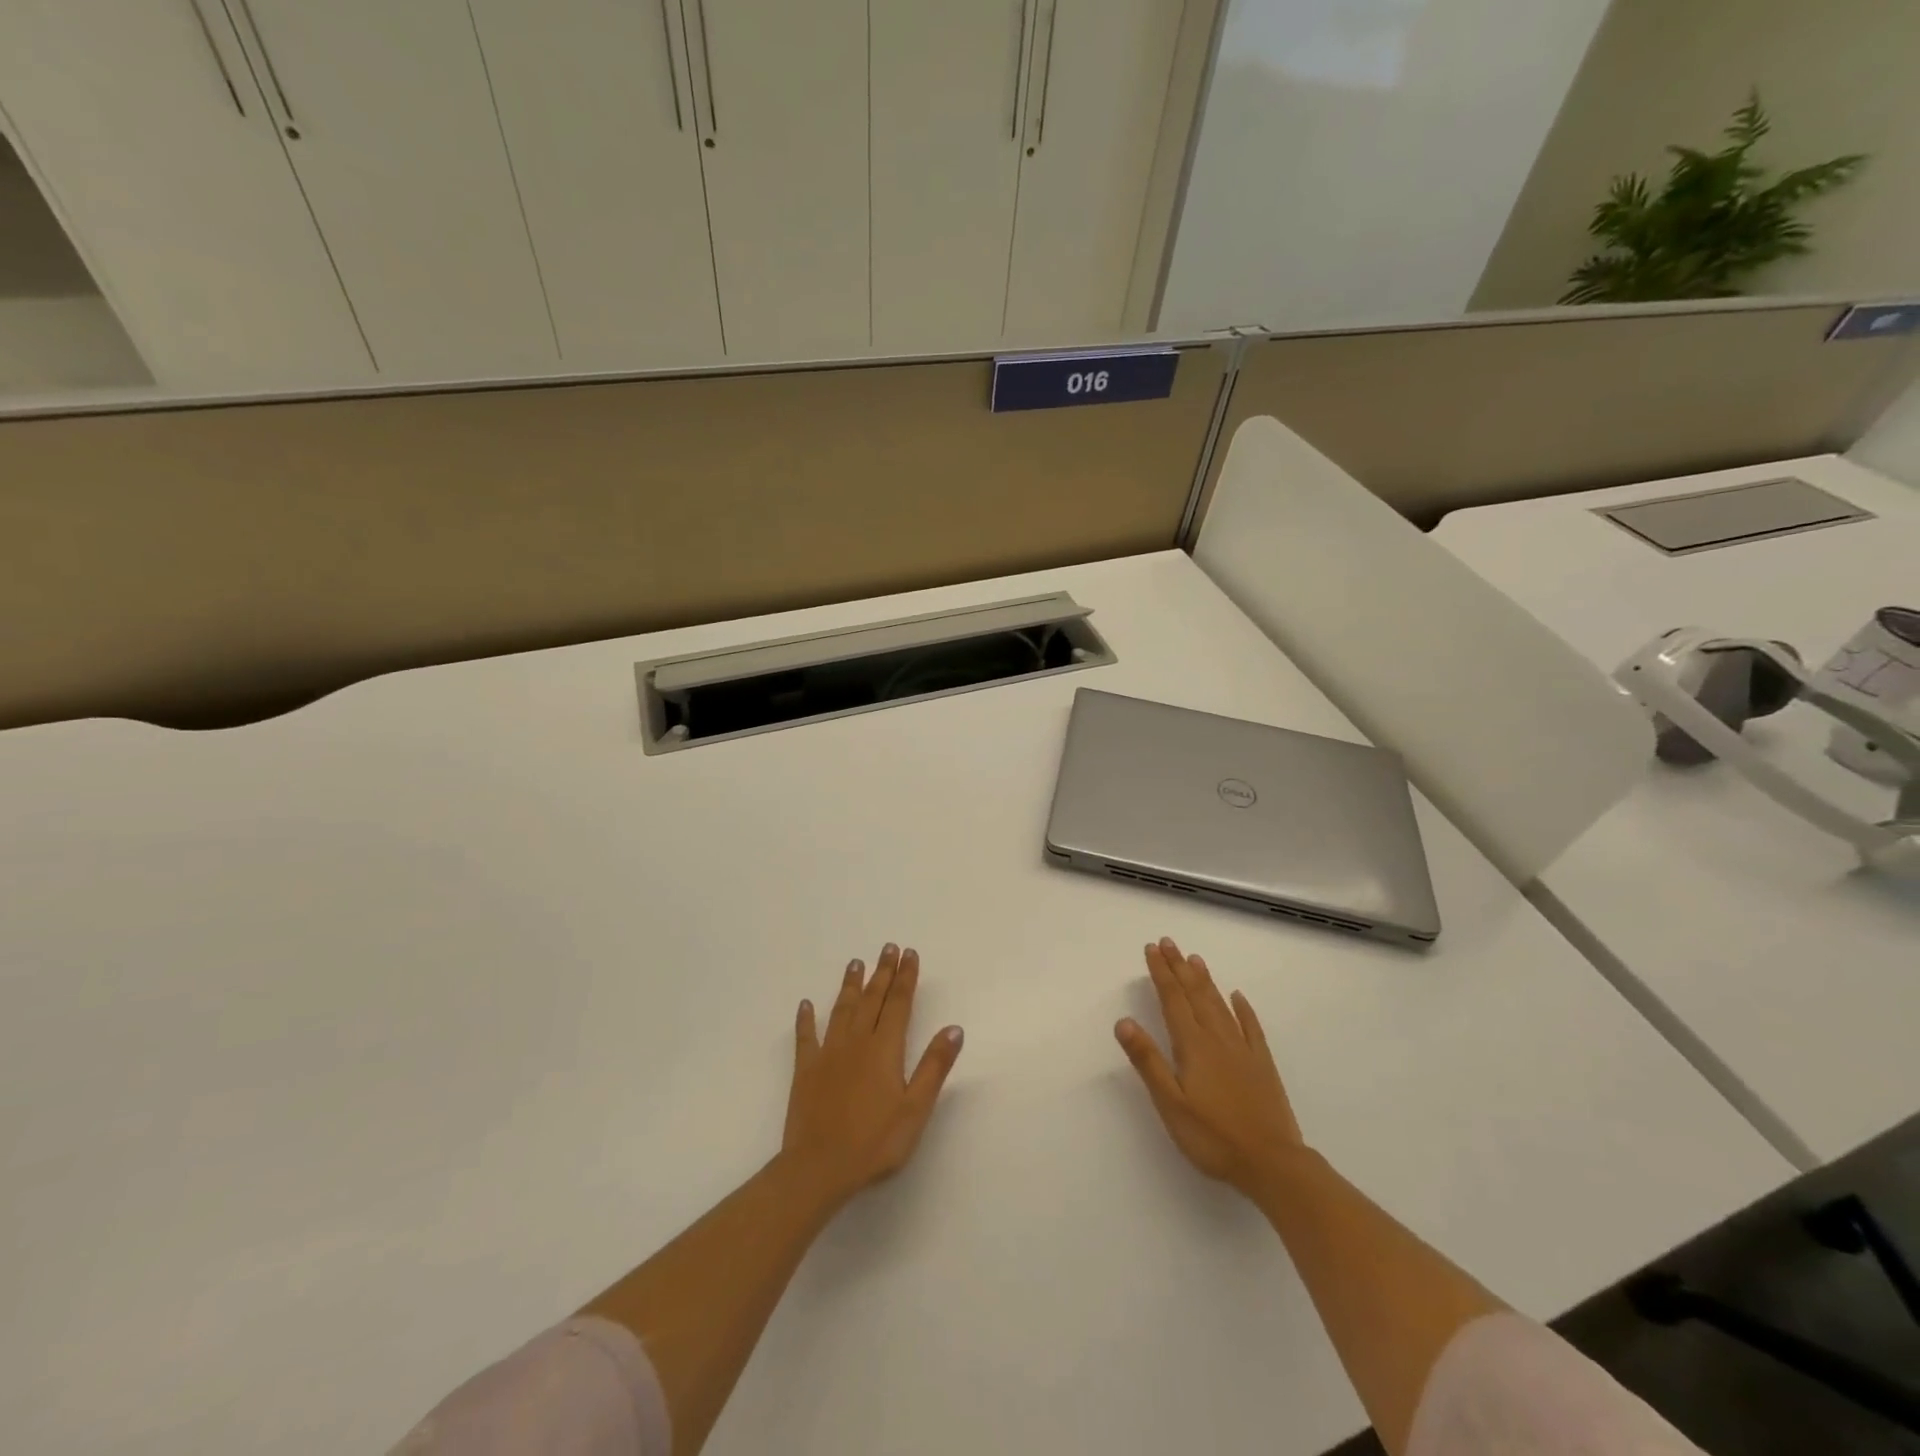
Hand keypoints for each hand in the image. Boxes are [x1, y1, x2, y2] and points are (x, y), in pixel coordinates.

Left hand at [782, 944, 963, 1210]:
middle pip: (872, 999)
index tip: (910, 954)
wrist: (818, 1168)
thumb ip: (934, 1066)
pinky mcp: (805, 1070)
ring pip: (842, 1009)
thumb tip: (953, 1028)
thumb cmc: (875, 1142)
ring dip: (850, 985)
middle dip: (883, 972)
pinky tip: (806, 1005)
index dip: (906, 978)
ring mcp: (828, 1054)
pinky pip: (805, 1037)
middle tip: (888, 947)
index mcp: (885, 1049)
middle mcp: (856, 1042)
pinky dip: (806, 1019)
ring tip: (856, 962)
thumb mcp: (915, 1108)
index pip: (899, 1004)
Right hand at [1115, 937, 1305, 1196]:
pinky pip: (1251, 1027)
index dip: (1161, 973)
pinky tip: (1238, 997)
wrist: (1272, 1164)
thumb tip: (1124, 1021)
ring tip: (1195, 959)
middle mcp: (1217, 1039)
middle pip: (1195, 995)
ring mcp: (1243, 1050)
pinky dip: (1242, 1009)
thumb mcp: (1171, 1104)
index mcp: (1193, 1046)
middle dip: (1179, 967)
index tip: (1152, 949)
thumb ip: (1148, 1061)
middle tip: (1169, 942)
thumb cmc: (1213, 1137)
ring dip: (1205, 980)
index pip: (1173, 1000)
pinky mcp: (1262, 1065)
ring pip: (1220, 1005)